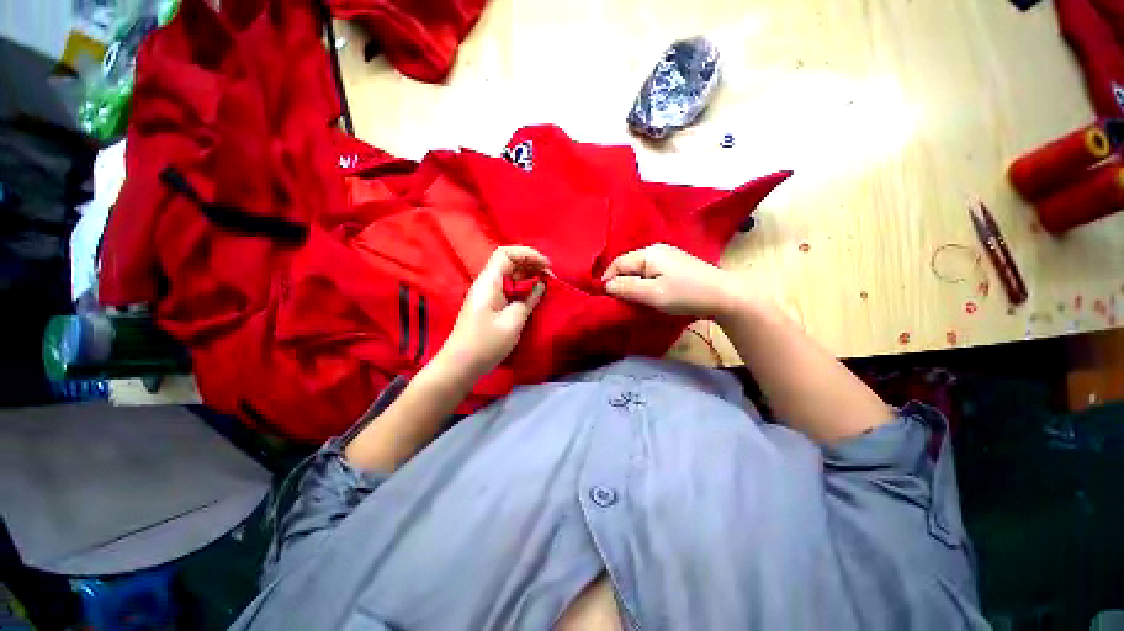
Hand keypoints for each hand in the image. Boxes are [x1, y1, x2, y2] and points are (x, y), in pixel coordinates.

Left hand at [436, 246, 549, 382]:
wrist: (460, 365)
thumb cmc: (486, 343)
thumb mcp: (512, 322)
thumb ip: (528, 300)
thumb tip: (540, 286)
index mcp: (489, 282)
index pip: (506, 254)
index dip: (528, 254)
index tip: (546, 266)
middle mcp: (486, 284)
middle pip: (509, 263)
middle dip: (531, 264)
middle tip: (551, 276)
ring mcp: (487, 295)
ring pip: (509, 276)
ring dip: (528, 276)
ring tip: (546, 283)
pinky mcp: (489, 306)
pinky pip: (507, 289)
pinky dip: (522, 288)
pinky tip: (533, 295)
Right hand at [601, 244, 738, 317]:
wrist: (725, 296)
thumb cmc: (685, 294)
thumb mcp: (652, 293)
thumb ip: (626, 288)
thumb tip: (606, 285)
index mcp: (648, 253)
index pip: (618, 263)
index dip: (608, 279)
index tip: (604, 298)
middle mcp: (656, 251)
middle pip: (628, 266)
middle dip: (620, 283)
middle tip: (617, 302)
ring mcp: (667, 258)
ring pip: (639, 271)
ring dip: (632, 285)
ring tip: (631, 301)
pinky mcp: (675, 267)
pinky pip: (651, 274)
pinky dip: (644, 285)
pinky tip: (648, 296)